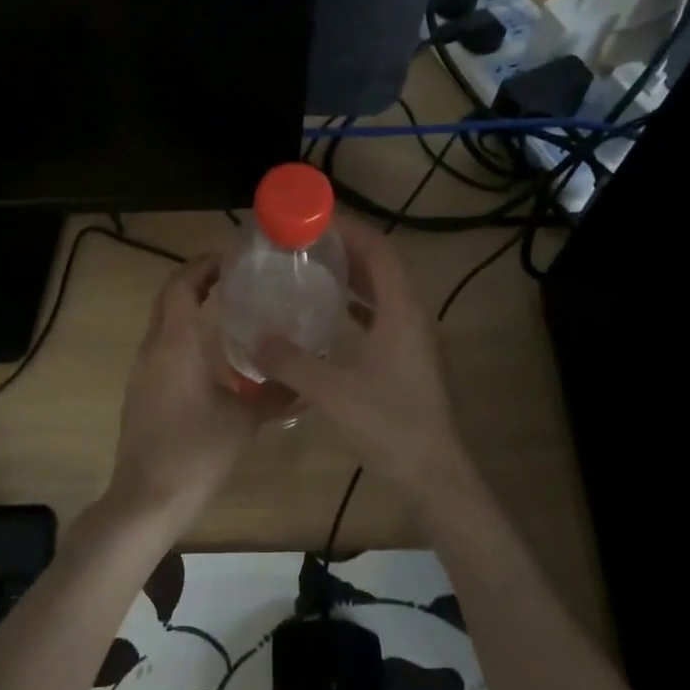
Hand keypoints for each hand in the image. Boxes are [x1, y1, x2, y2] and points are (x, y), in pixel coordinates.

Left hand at [107, 254, 260, 530]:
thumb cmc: (197, 451)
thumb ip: (276, 396)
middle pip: (169, 296)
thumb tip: (306, 385)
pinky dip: (182, 334)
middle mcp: (153, 347)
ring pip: (162, 321)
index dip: (204, 265)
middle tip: (234, 278)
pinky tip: (210, 354)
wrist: (147, 499)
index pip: (182, 284)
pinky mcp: (140, 391)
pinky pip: (161, 346)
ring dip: (188, 307)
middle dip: (196, 280)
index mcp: (176, 343)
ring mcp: (142, 370)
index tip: (233, 259)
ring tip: (227, 309)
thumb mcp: (244, 421)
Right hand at [255, 215, 474, 501]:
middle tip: (305, 239)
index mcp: (401, 312)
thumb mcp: (332, 392)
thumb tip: (255, 339)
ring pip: (384, 290)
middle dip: (346, 247)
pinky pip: (383, 314)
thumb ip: (291, 363)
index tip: (313, 217)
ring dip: (353, 274)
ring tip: (314, 266)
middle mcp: (412, 315)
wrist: (433, 473)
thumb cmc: (388, 425)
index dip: (348, 228)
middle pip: (381, 265)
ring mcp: (415, 337)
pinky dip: (358, 303)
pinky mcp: (410, 358)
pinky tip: (333, 312)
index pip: (377, 251)